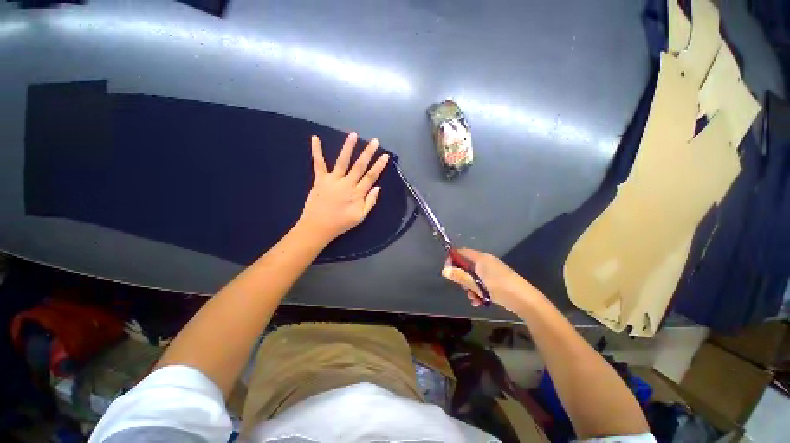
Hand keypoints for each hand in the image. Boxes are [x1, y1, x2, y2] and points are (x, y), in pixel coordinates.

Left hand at [298, 132, 389, 244]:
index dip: (379, 166)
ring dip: (348, 147)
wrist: (318, 227)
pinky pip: (318, 164)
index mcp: (357, 193)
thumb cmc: (340, 223)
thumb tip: (378, 188)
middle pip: (359, 166)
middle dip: (368, 153)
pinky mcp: (320, 180)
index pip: (371, 177)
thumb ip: (370, 202)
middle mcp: (346, 184)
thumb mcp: (360, 217)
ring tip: (353, 134)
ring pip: (342, 161)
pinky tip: (315, 138)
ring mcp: (332, 180)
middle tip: (374, 141)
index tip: (385, 156)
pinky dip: (316, 151)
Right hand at [441, 248, 540, 311]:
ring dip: (471, 287)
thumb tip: (444, 270)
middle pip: (468, 265)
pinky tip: (480, 301)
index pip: (462, 252)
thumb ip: (460, 277)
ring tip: (474, 299)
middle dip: (463, 278)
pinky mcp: (498, 279)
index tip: (448, 270)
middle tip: (463, 288)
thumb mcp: (476, 284)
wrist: (526, 300)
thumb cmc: (499, 288)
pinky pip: (483, 281)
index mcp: (481, 258)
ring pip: (475, 276)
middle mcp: (486, 261)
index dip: (453, 259)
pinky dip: (480, 290)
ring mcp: (493, 270)